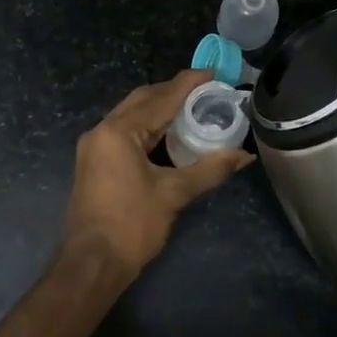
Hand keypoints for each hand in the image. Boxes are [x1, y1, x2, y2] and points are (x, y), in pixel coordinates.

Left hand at [62, 69, 254, 282]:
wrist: (93, 263)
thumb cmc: (132, 226)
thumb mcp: (174, 194)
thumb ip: (210, 169)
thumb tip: (244, 155)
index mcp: (118, 132)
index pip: (160, 98)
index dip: (188, 84)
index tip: (213, 73)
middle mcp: (101, 131)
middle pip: (142, 100)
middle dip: (173, 92)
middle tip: (206, 91)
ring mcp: (94, 147)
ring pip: (131, 116)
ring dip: (160, 110)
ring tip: (193, 108)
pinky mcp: (94, 163)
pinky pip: (124, 133)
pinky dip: (148, 128)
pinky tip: (169, 135)